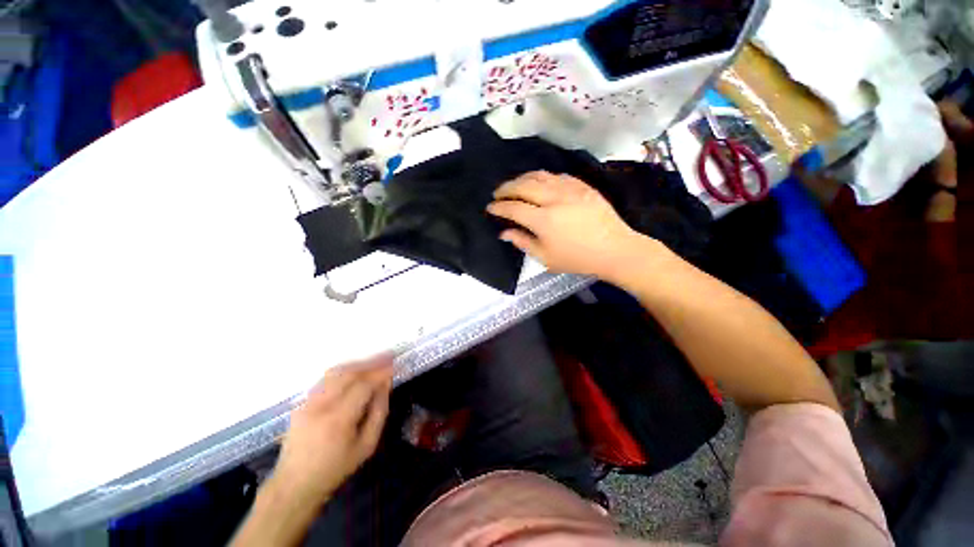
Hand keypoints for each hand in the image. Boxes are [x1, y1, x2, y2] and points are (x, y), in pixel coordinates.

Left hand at [272, 355, 393, 507]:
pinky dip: (343, 371)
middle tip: (388, 357)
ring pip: (335, 372)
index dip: (380, 373)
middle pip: (348, 373)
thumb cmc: (336, 468)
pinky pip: (325, 379)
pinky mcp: (301, 403)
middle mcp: (320, 406)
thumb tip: (385, 385)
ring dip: (357, 364)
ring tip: (374, 362)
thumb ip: (379, 412)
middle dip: (371, 362)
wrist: (295, 485)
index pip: (363, 385)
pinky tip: (354, 372)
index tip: (394, 365)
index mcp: (338, 420)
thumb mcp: (366, 445)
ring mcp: (307, 403)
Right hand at [487, 171, 643, 279]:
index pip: (513, 208)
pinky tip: (539, 182)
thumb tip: (504, 232)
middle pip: (523, 185)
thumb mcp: (546, 258)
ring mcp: (569, 189)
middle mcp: (554, 199)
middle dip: (506, 188)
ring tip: (514, 185)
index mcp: (544, 220)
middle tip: (497, 193)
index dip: (499, 207)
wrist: (614, 249)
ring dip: (522, 178)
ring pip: (539, 175)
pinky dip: (542, 177)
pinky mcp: (582, 186)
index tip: (490, 207)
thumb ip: (523, 242)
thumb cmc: (577, 258)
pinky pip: (557, 175)